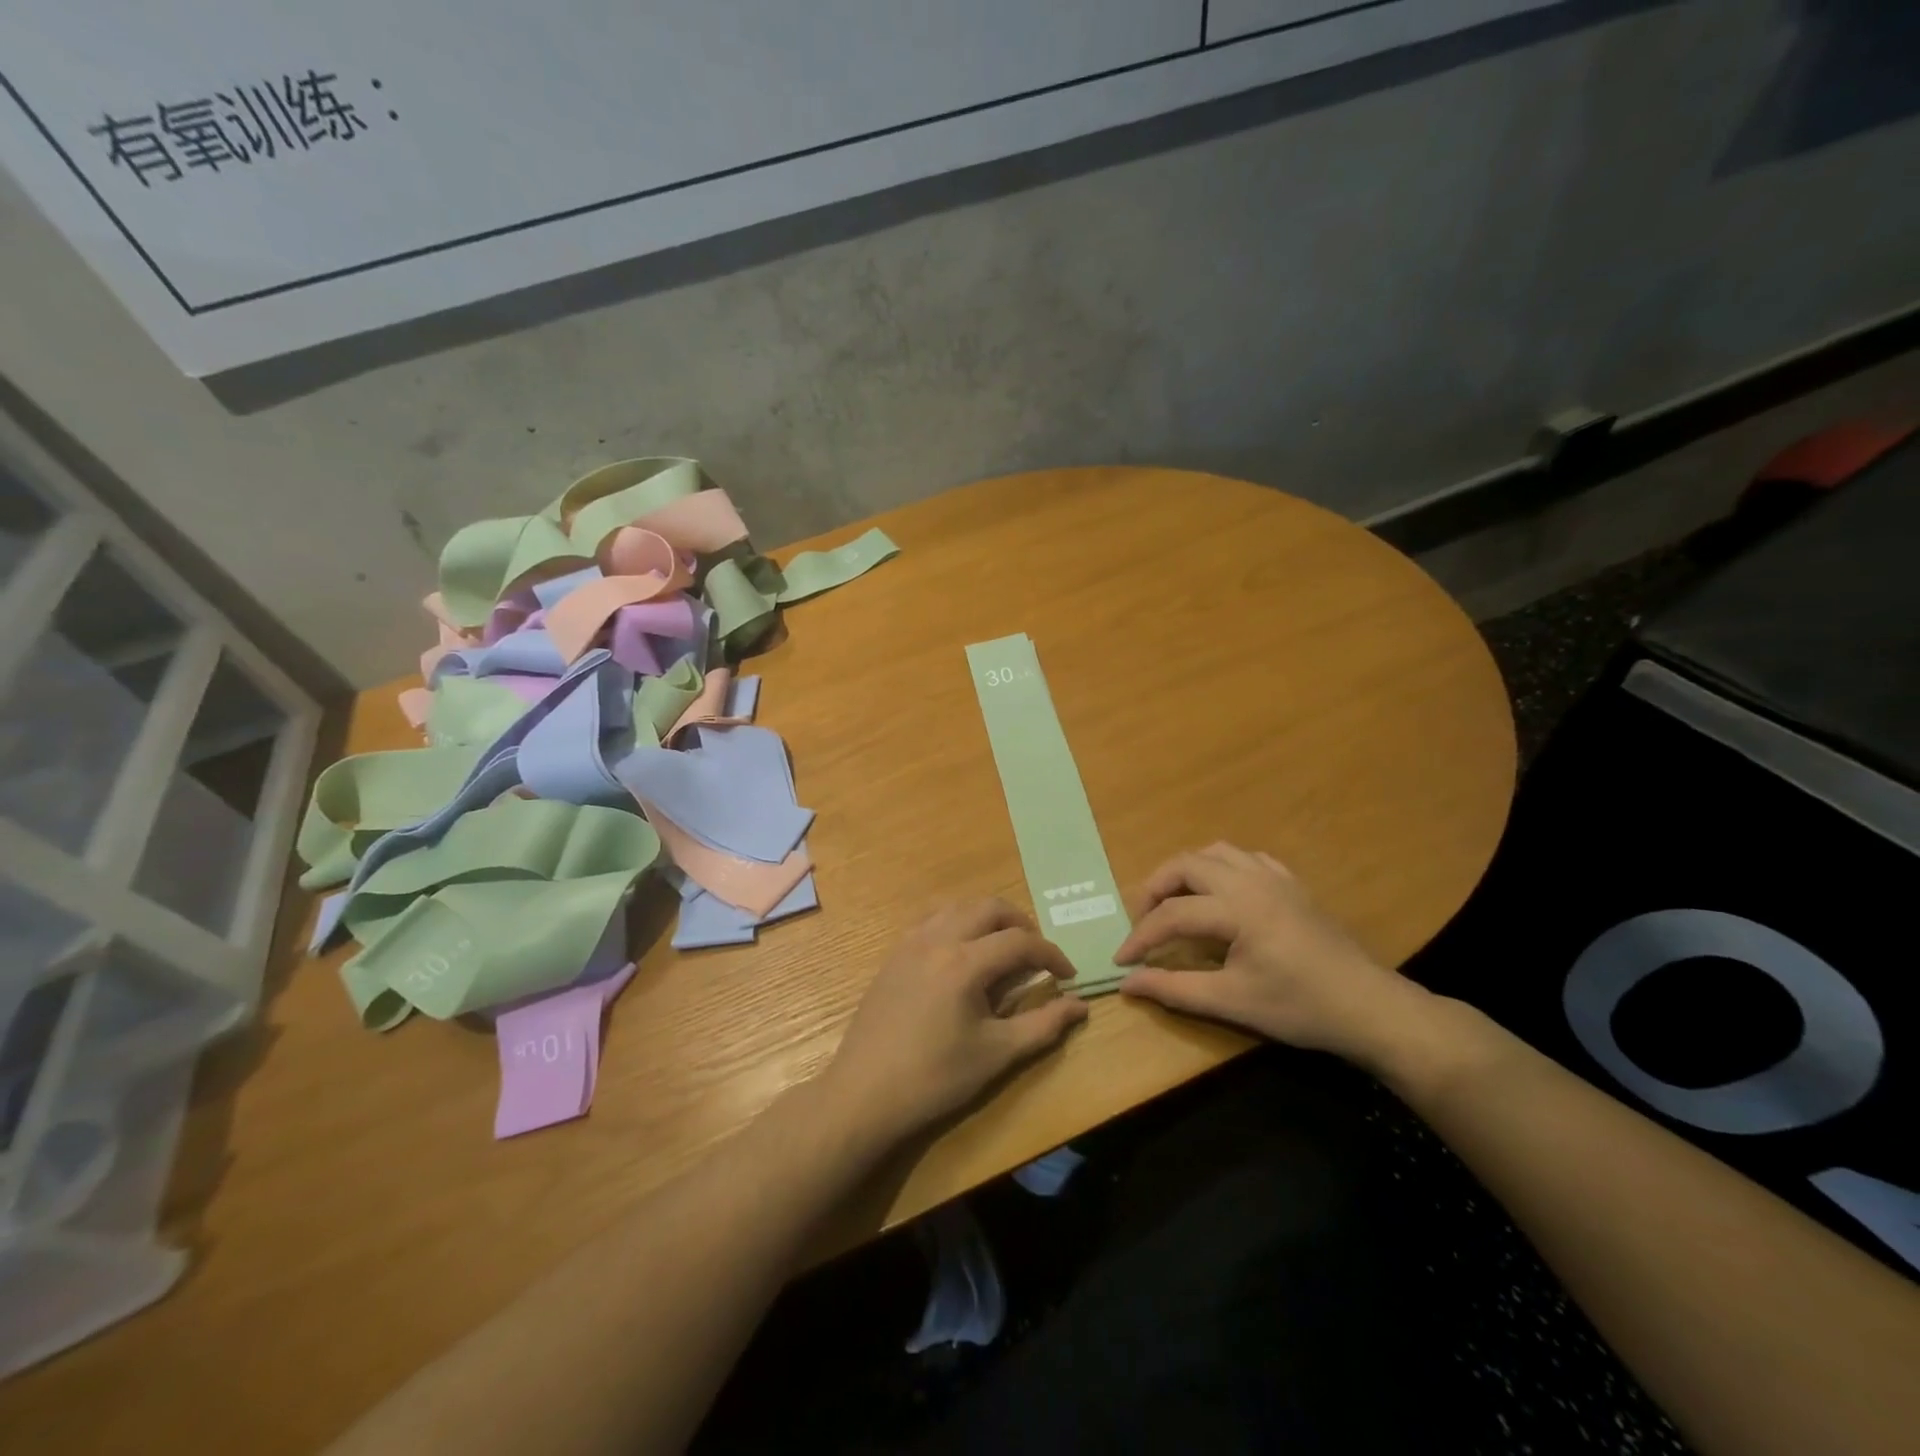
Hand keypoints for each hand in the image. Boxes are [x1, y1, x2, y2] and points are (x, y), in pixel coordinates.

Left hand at [823, 900, 1087, 1144]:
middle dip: (1020, 924)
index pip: (1020, 941)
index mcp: (964, 962)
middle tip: (1036, 954)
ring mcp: (910, 943)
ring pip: (958, 907)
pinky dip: (958, 924)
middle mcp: (937, 939)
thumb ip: (1043, 1025)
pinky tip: (963, 955)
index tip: (1068, 975)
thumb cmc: (935, 1078)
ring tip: (1003, 949)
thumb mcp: (997, 1055)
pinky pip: (932, 920)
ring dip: (987, 919)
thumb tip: (1079, 1006)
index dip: (1051, 954)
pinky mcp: (894, 955)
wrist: (864, 1094)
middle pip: (988, 908)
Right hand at [1115, 843, 1435, 1068]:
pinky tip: (1221, 895)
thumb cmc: (1299, 1007)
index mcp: (1236, 908)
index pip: (1172, 914)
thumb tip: (1127, 983)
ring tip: (1175, 903)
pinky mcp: (1291, 884)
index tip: (1121, 960)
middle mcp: (1251, 880)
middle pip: (1186, 864)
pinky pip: (1246, 859)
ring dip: (1186, 872)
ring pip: (1215, 852)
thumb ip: (1175, 988)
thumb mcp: (1232, 1002)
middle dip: (1156, 889)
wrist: (1368, 1007)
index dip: (1140, 936)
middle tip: (1143, 921)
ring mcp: (1274, 877)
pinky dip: (1221, 869)